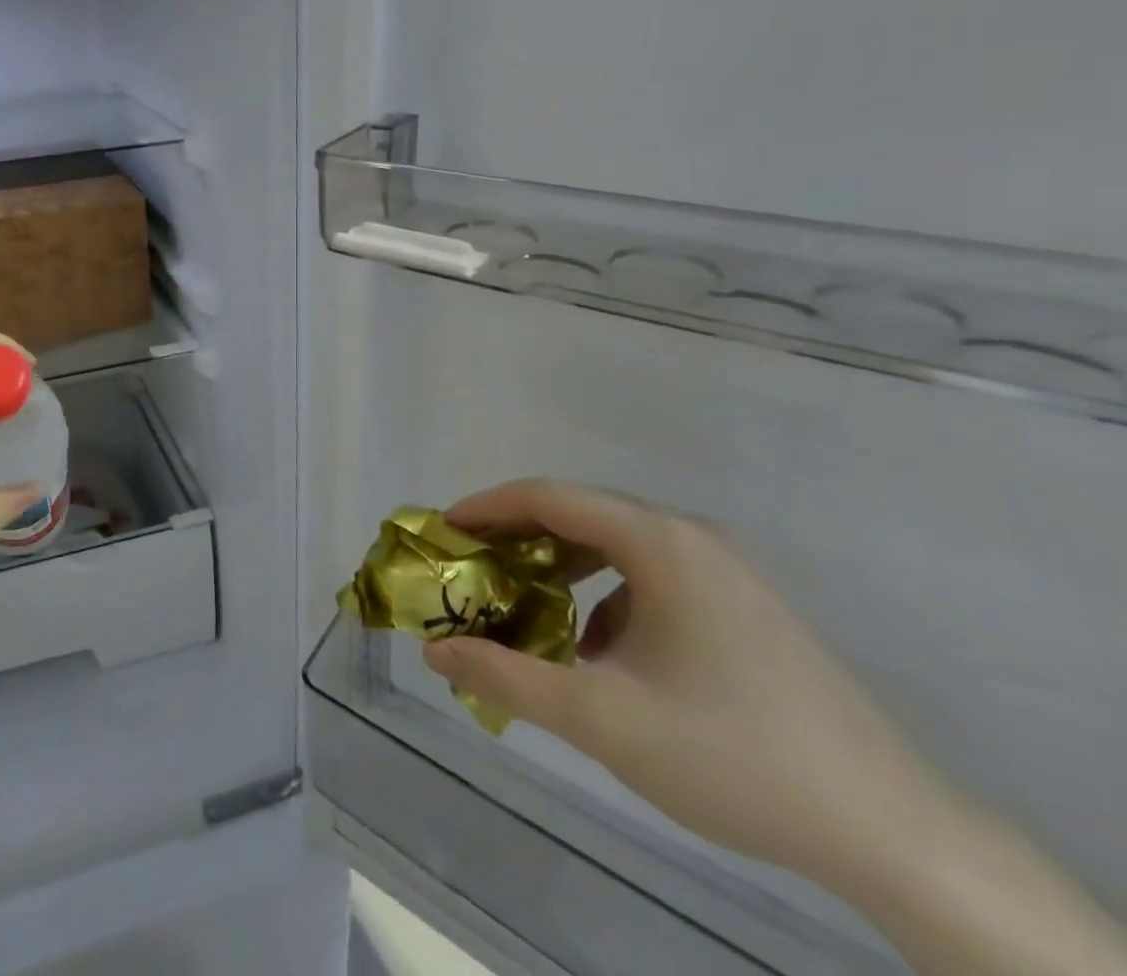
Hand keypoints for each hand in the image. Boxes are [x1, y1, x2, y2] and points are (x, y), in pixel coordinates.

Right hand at [422, 478, 953, 888]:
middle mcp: (692, 537)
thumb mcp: (601, 717)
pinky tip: (600, 651)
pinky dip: (606, 594)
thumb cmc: (733, 755)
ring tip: (526, 604)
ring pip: (618, 545)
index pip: (549, 496)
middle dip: (518, 537)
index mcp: (659, 542)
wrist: (895, 832)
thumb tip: (436, 652)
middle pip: (582, 513)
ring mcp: (726, 570)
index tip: (444, 532)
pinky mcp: (745, 605)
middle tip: (473, 569)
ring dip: (561, 566)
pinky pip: (652, 575)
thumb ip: (506, 676)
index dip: (487, 508)